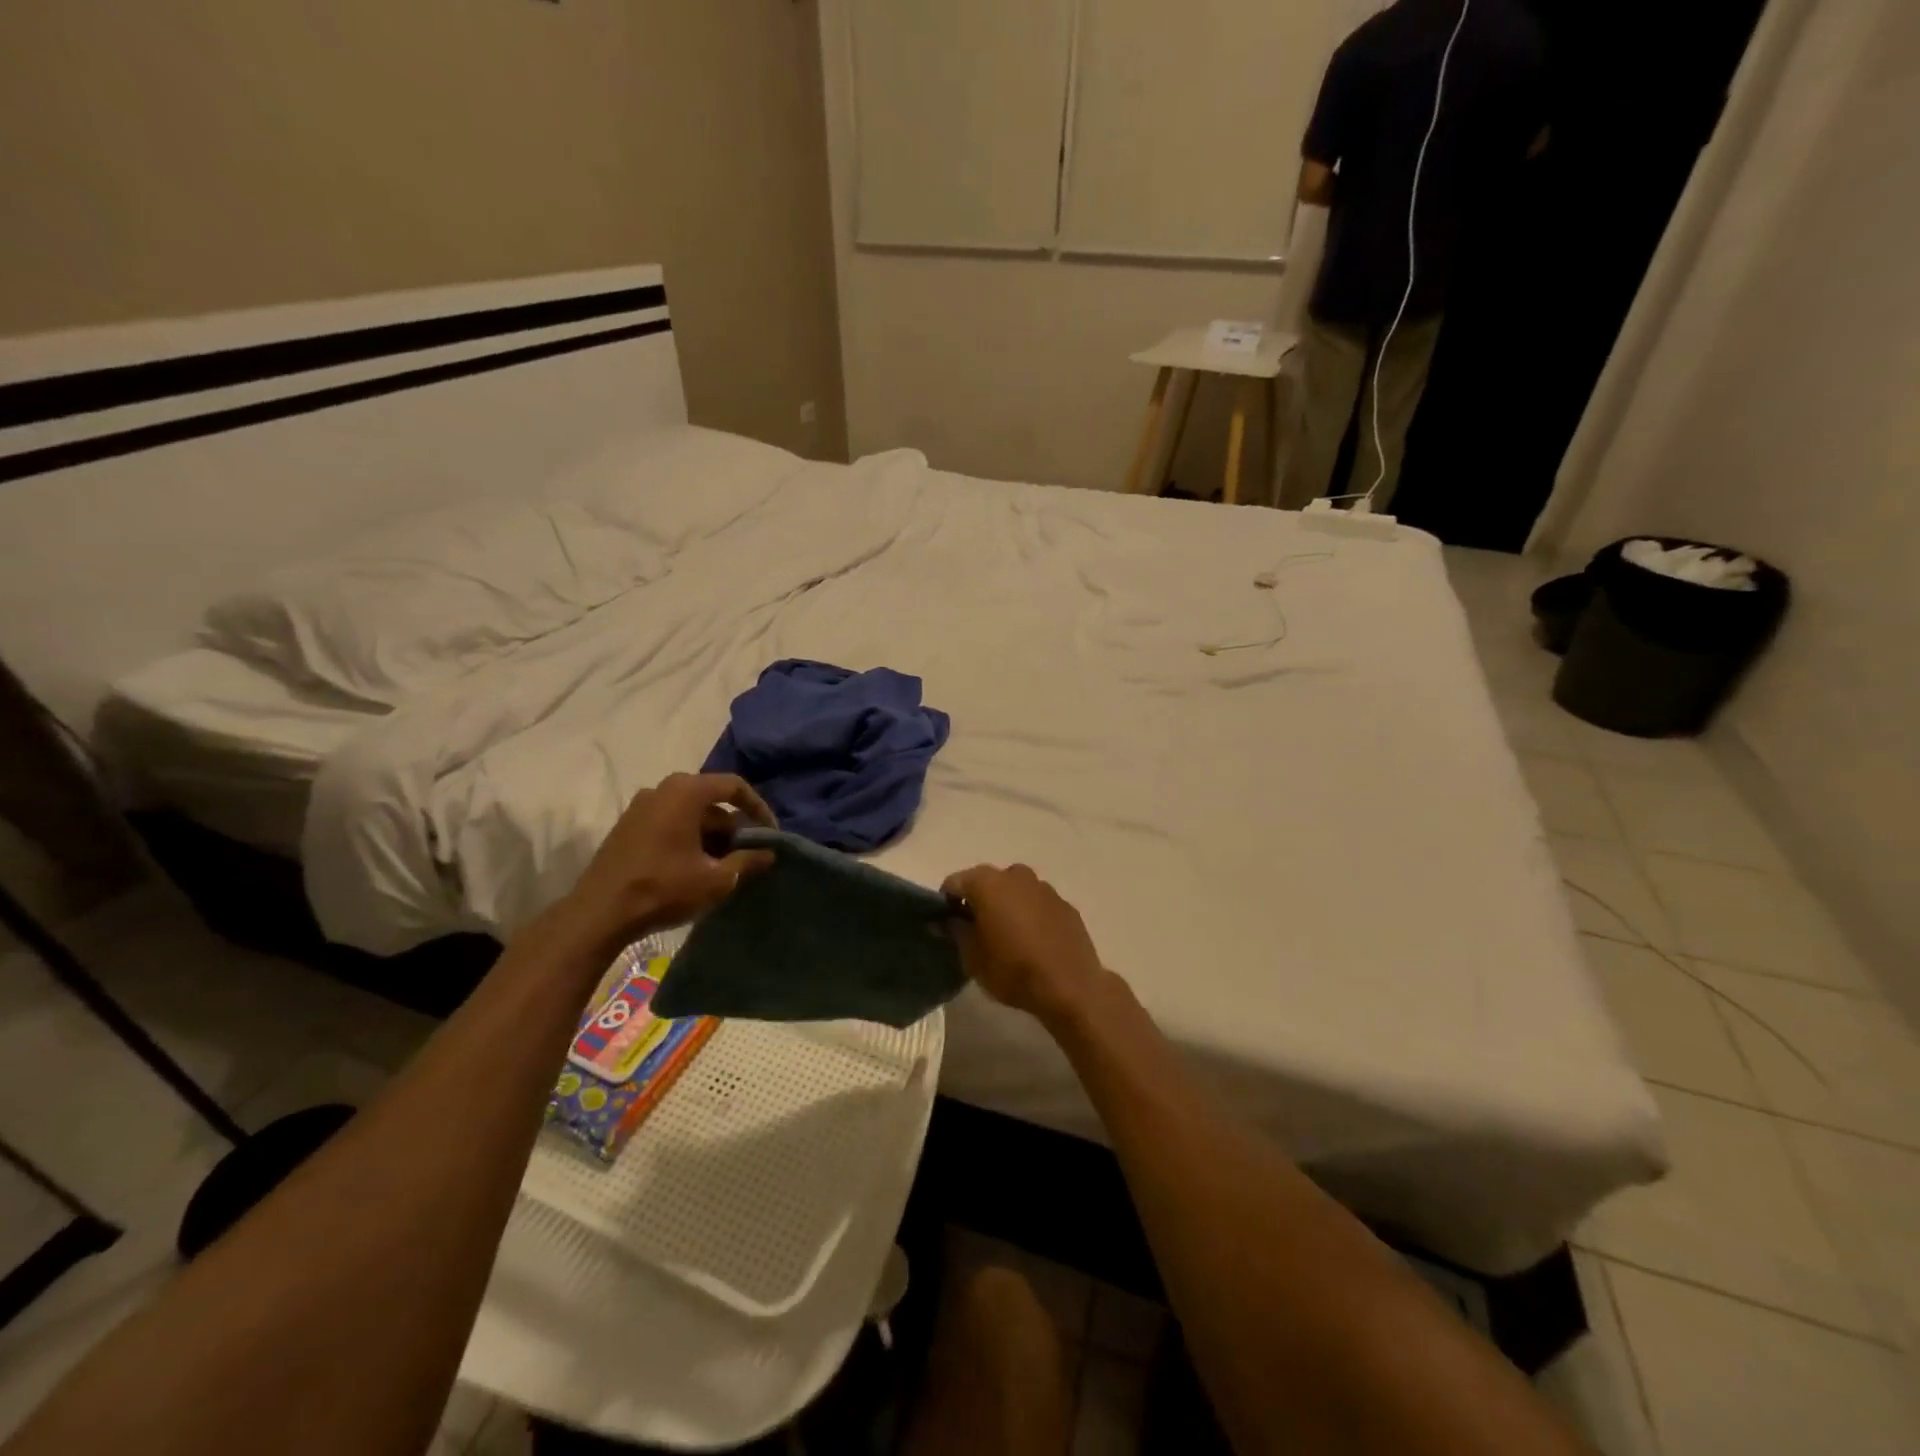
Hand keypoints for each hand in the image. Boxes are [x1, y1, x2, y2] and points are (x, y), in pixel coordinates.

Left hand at [561, 773, 775, 950]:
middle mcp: (662, 789)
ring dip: (711, 835)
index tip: (770, 834)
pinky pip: (670, 822)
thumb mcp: (716, 879)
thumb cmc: (663, 888)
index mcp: (686, 792)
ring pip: (690, 813)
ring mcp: (641, 806)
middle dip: (733, 827)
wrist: (599, 913)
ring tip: (724, 865)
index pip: (734, 786)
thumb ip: (747, 861)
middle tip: (747, 854)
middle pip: (711, 800)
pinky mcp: (628, 826)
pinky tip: (695, 867)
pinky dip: (689, 838)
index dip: (758, 808)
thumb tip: (769, 853)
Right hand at [941, 864, 1108, 1026]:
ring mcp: (1044, 888)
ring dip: (1006, 905)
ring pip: (1015, 890)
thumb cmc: (1012, 970)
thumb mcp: (972, 958)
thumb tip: (947, 919)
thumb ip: (956, 931)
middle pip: (987, 882)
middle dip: (978, 901)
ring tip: (1007, 936)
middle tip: (976, 931)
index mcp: (987, 883)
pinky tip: (1033, 940)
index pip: (955, 882)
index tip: (948, 925)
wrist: (1070, 986)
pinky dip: (1030, 914)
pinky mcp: (1065, 904)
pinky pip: (1037, 903)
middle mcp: (1015, 876)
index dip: (947, 902)